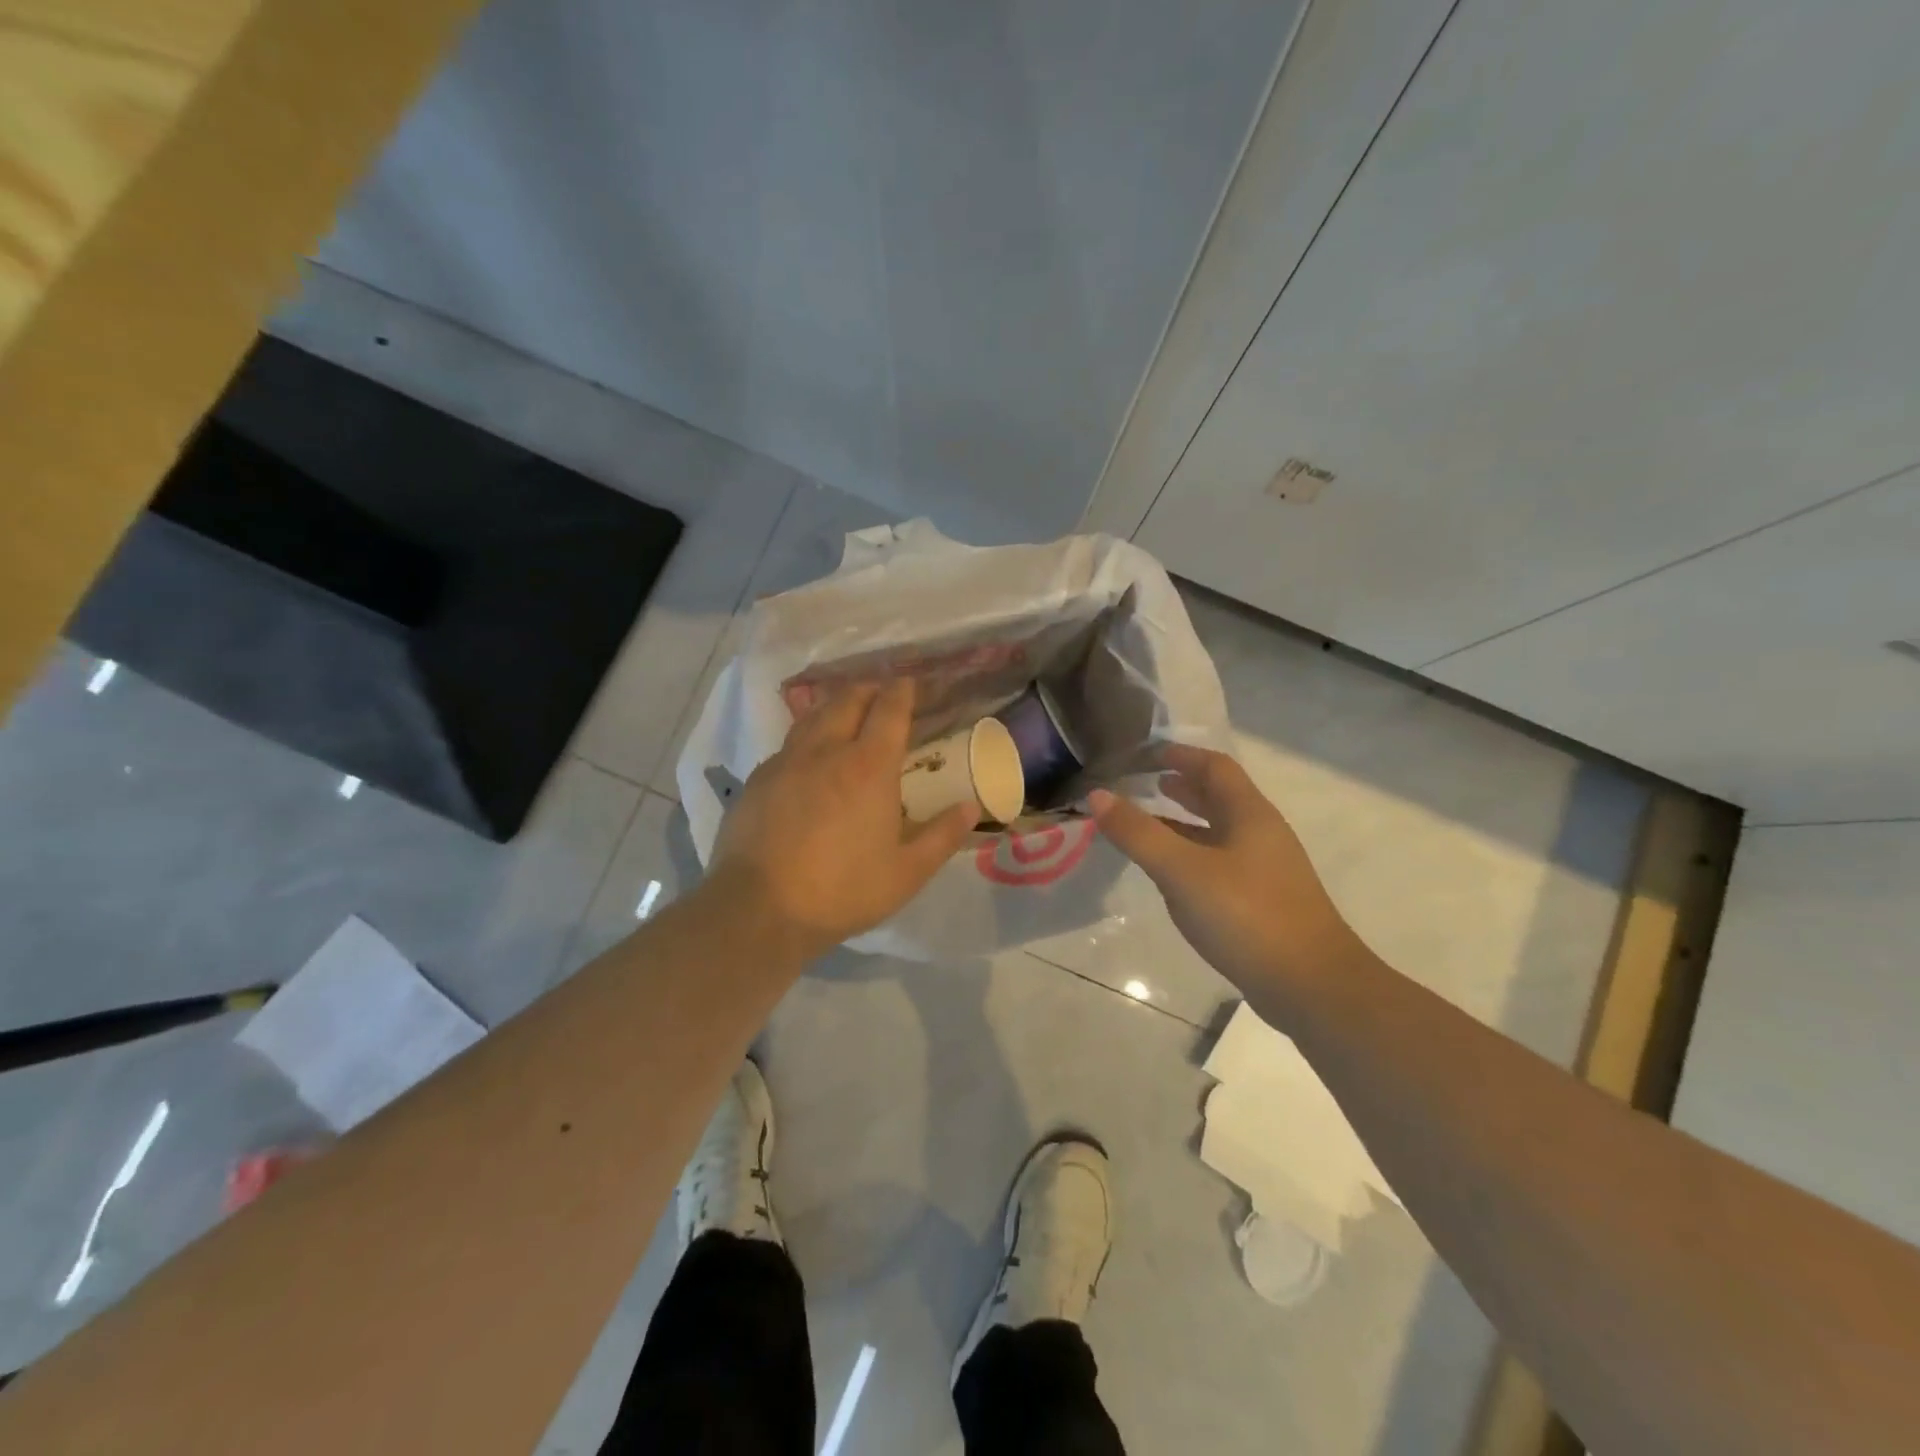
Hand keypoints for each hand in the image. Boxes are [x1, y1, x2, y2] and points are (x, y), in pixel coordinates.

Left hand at [707, 679, 975, 958]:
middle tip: (880, 692)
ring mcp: (786, 762)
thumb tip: (971, 807)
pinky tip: (807, 757)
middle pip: (847, 701)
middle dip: (867, 689)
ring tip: (845, 710)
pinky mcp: (758, 780)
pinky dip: (806, 737)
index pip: (889, 711)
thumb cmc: (843, 890)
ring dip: (834, 706)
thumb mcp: (907, 872)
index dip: (902, 691)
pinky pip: (788, 745)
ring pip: (813, 716)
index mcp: (869, 767)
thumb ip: (942, 836)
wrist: (759, 908)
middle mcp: (826, 751)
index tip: (909, 683)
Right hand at [1089, 745, 1359, 1012]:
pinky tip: (1171, 873)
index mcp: (1249, 814)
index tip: (1144, 754)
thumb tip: (1097, 795)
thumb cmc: (1247, 916)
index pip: (1214, 767)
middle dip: (1182, 786)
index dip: (1180, 755)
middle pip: (1219, 796)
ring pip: (1219, 831)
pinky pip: (1220, 862)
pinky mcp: (1263, 901)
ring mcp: (1265, 869)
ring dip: (1185, 822)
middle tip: (1142, 783)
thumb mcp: (1182, 871)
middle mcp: (1261, 834)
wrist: (1312, 986)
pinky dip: (1192, 855)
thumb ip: (1138, 833)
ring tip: (1148, 822)